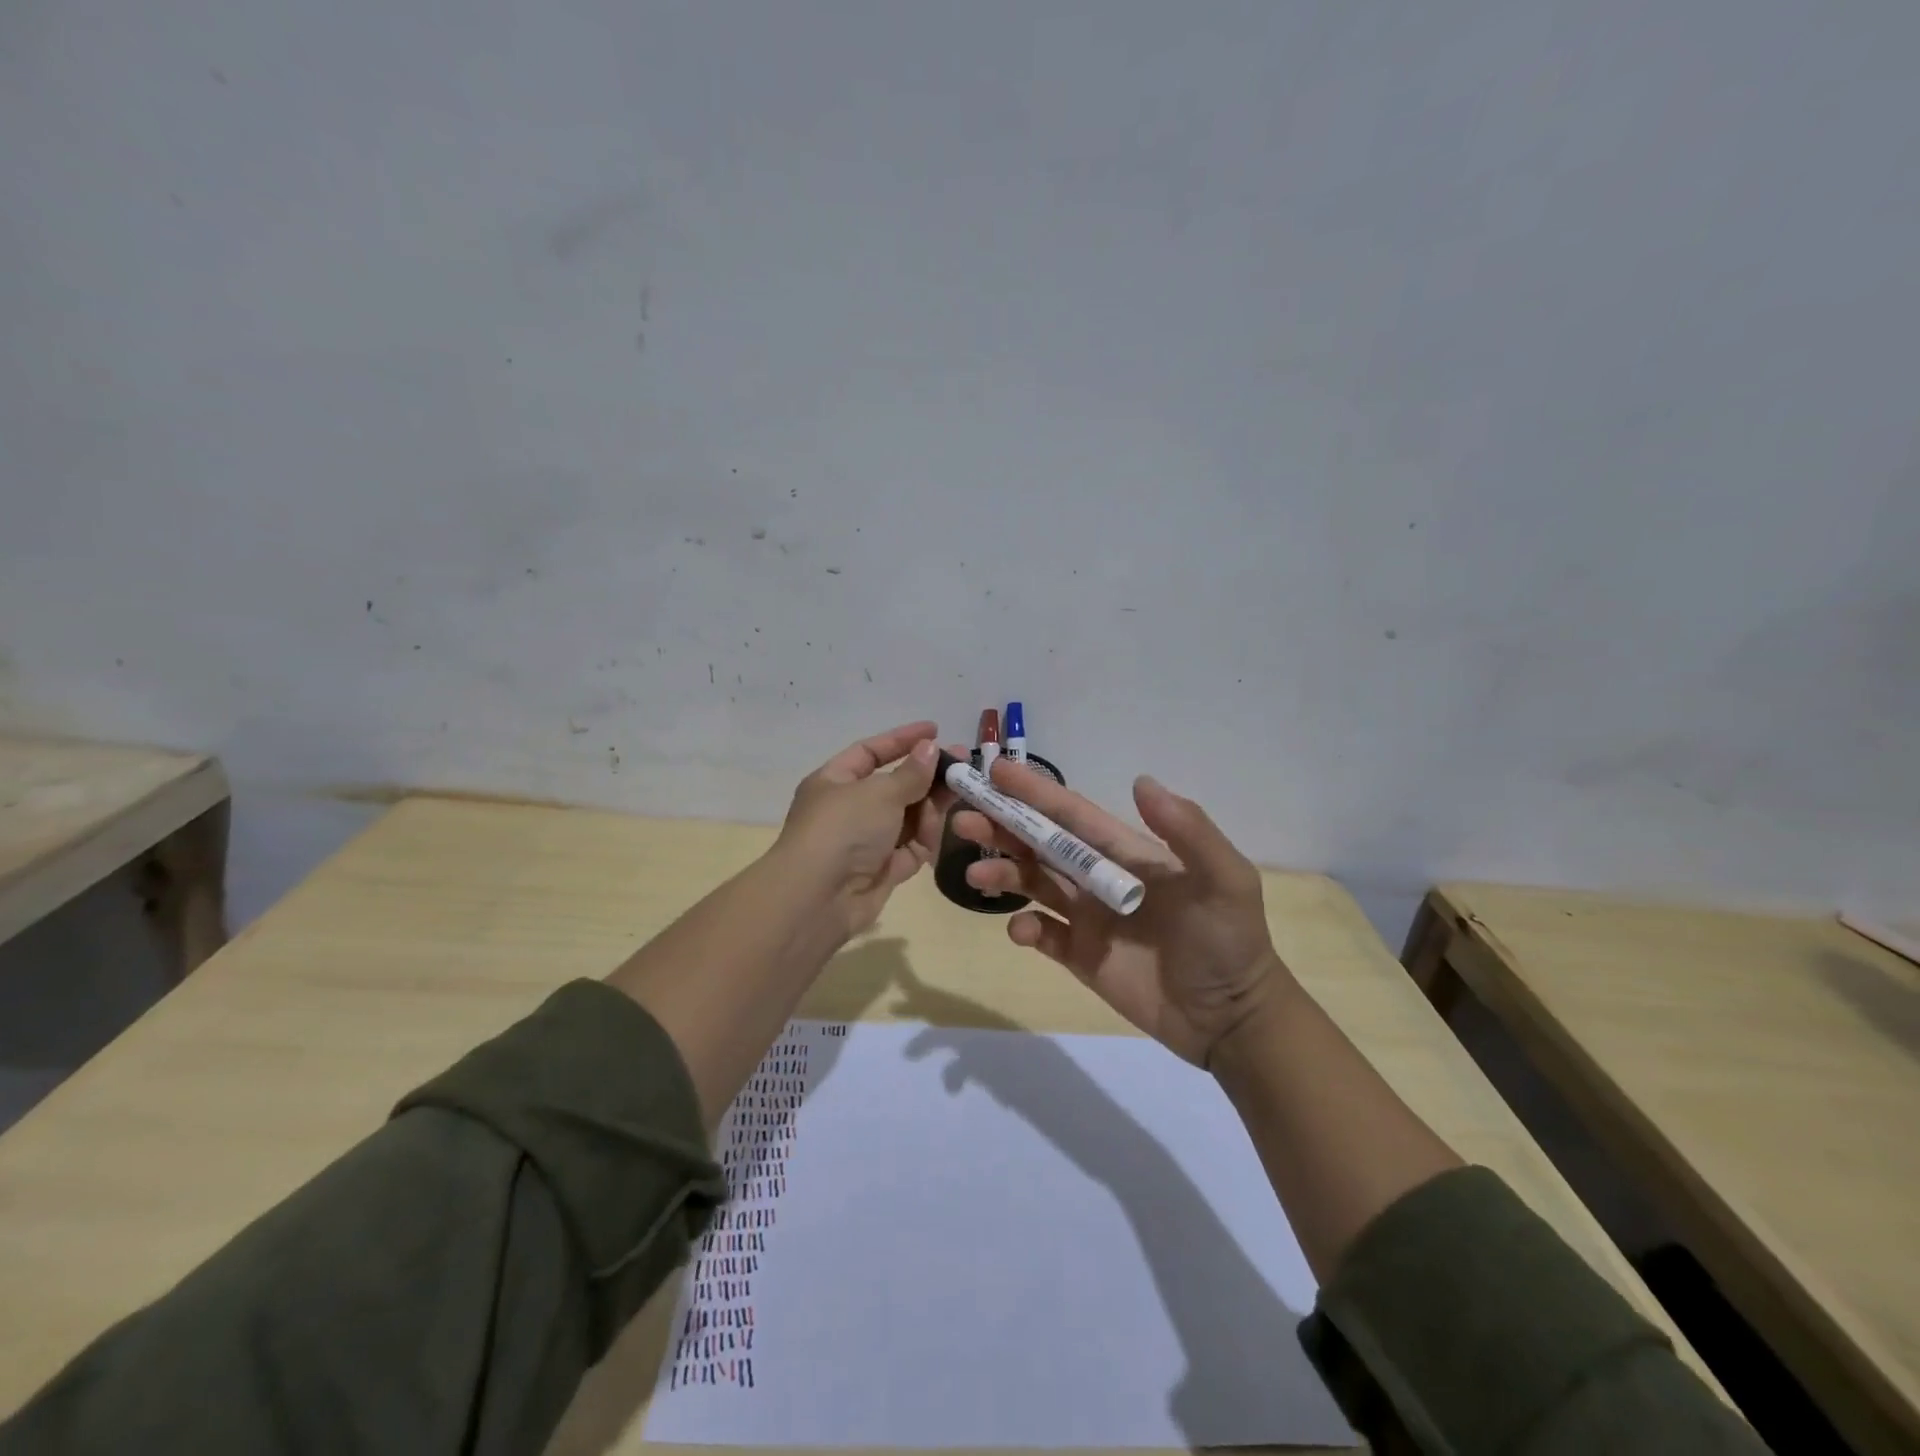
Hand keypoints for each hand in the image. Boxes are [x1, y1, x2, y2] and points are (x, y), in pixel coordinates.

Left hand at [775, 721, 950, 936]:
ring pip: (907, 817)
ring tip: (959, 796)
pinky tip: (945, 828)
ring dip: (930, 807)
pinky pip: (911, 847)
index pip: (871, 752)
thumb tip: (930, 748)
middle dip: (926, 777)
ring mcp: (866, 841)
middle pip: (895, 786)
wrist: (819, 898)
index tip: (935, 730)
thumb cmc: (843, 830)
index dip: (902, 739)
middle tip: (962, 767)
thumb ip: (911, 773)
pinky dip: (926, 838)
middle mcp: (849, 809)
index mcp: (835, 781)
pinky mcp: (883, 869)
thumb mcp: (879, 792)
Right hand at [954, 762, 1283, 1066]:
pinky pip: (1042, 934)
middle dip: (1003, 827)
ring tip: (976, 872)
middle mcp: (1099, 877)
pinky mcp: (1080, 955)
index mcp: (1126, 852)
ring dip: (1002, 872)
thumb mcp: (1225, 880)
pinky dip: (1024, 927)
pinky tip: (1021, 929)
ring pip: (1033, 883)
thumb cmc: (1230, 941)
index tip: (996, 771)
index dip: (1036, 792)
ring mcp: (1087, 917)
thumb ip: (1188, 831)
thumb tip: (1140, 781)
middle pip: (1041, 844)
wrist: (1231, 1017)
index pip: (1072, 814)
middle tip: (962, 817)